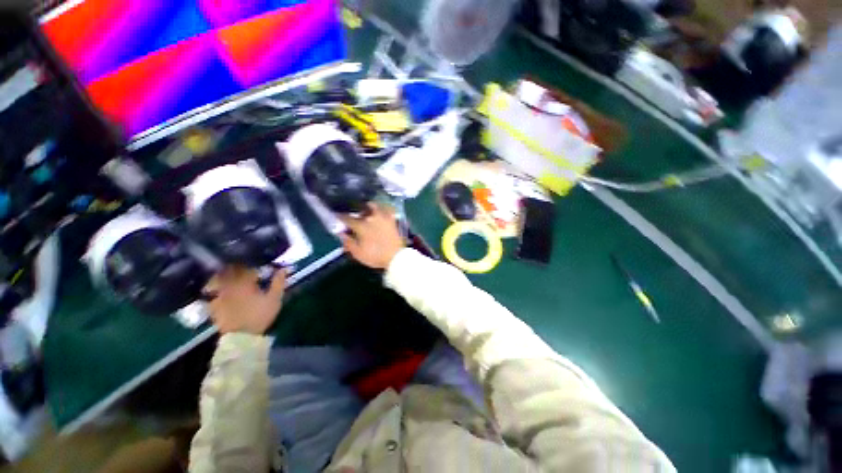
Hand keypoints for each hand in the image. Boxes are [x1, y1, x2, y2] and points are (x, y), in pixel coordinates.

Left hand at [204, 266, 286, 334]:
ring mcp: (219, 295)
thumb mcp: (274, 299)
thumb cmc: (260, 315)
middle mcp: (230, 285)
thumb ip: (278, 282)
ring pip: (220, 280)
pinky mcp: (213, 306)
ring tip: (232, 275)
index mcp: (245, 281)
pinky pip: (213, 292)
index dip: (252, 264)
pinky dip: (216, 289)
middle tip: (244, 266)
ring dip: (225, 275)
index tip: (258, 264)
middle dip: (237, 267)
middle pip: (230, 270)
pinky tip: (221, 290)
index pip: (246, 266)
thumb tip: (283, 268)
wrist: (241, 337)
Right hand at [339, 203, 404, 269]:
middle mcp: (371, 218)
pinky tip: (379, 210)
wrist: (396, 257)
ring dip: (367, 207)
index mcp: (361, 226)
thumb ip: (348, 242)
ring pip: (372, 206)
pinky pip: (386, 209)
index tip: (337, 216)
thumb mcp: (358, 253)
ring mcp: (383, 217)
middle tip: (352, 215)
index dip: (340, 217)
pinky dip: (381, 207)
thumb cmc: (375, 256)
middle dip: (353, 212)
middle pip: (359, 210)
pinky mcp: (392, 219)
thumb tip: (341, 233)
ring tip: (365, 210)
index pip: (347, 218)